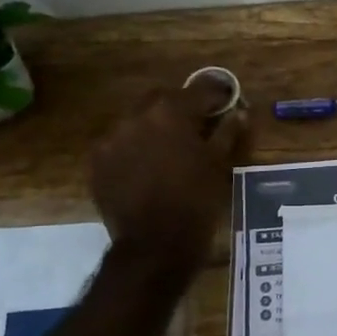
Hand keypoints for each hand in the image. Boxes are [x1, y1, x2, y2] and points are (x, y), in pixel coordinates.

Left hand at [88, 81, 246, 269]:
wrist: (154, 245)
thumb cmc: (196, 202)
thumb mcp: (219, 165)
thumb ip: (227, 133)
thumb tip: (239, 112)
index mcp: (171, 112)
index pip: (199, 90)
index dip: (216, 95)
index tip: (227, 102)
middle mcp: (136, 116)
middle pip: (162, 98)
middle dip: (180, 106)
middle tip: (196, 124)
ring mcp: (111, 138)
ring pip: (137, 120)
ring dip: (154, 126)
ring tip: (169, 148)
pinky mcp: (97, 161)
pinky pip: (119, 143)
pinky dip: (134, 147)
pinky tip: (146, 166)